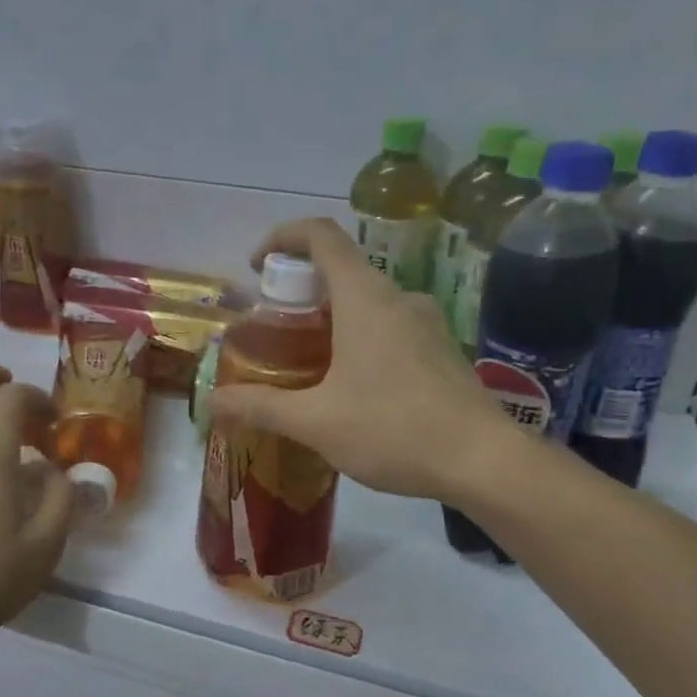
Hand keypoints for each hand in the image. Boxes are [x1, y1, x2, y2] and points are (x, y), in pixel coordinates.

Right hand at [208, 218, 506, 500]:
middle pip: (342, 268)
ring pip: (368, 299)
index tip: (257, 266)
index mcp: (365, 298)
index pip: (321, 235)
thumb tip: (213, 403)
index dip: (282, 237)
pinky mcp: (442, 347)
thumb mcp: (316, 422)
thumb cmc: (394, 430)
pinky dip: (361, 335)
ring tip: (308, 360)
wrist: (483, 461)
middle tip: (275, 329)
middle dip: (301, 289)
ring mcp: (427, 321)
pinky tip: (352, 384)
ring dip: (332, 315)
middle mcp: (399, 297)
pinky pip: (391, 324)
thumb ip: (262, 407)